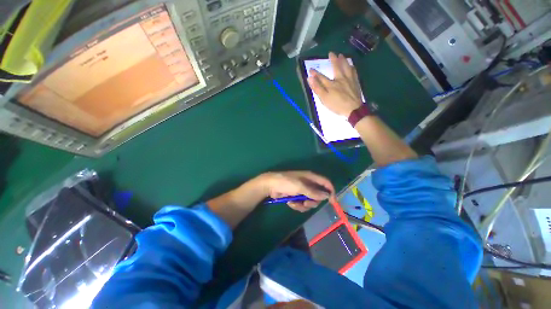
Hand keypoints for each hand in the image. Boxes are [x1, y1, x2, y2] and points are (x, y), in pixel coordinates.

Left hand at [262, 171, 333, 211]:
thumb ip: (314, 192)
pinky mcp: (296, 196)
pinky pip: (302, 204)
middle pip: (318, 195)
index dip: (331, 191)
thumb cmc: (286, 182)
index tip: (333, 202)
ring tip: (296, 203)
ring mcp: (302, 190)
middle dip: (313, 201)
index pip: (326, 183)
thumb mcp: (300, 187)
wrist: (271, 185)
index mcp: (311, 177)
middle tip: (306, 202)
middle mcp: (308, 184)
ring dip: (304, 205)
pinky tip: (290, 203)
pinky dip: (297, 205)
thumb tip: (327, 195)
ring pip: (310, 201)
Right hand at [307, 52, 362, 116]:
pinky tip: (351, 66)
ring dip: (343, 60)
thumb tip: (310, 78)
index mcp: (331, 84)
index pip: (321, 77)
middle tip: (331, 53)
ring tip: (341, 55)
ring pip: (346, 67)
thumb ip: (317, 88)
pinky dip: (352, 67)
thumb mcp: (324, 99)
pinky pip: (354, 72)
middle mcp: (340, 79)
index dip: (315, 73)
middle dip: (333, 60)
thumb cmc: (337, 105)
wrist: (353, 109)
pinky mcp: (355, 83)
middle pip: (336, 67)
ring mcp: (349, 80)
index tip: (310, 69)